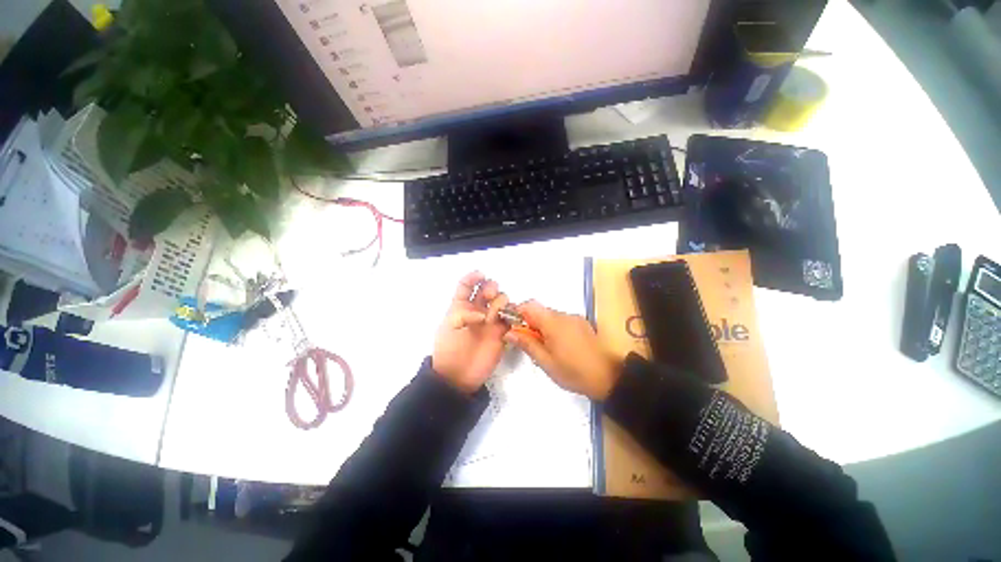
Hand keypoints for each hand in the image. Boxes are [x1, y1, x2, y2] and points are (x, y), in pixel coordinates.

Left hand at [431, 272, 509, 393]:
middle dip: (491, 287)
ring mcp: (491, 320)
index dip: (473, 277)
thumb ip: (464, 314)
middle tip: (489, 295)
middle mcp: (478, 310)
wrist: (458, 377)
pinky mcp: (502, 332)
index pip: (467, 286)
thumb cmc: (449, 349)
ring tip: (494, 317)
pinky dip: (512, 314)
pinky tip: (508, 319)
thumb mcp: (448, 328)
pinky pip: (511, 318)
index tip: (480, 275)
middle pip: (488, 289)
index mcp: (461, 306)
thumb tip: (484, 314)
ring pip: (501, 301)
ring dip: (500, 301)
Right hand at [504, 301, 621, 399]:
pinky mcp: (582, 324)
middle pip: (540, 311)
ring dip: (542, 327)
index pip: (529, 305)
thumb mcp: (546, 362)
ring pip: (551, 316)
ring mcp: (575, 318)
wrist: (608, 377)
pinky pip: (562, 321)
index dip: (518, 312)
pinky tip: (560, 346)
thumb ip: (527, 344)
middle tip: (528, 343)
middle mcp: (564, 315)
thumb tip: (509, 333)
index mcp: (553, 322)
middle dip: (530, 323)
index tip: (513, 327)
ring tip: (545, 348)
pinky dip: (554, 329)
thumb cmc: (573, 371)